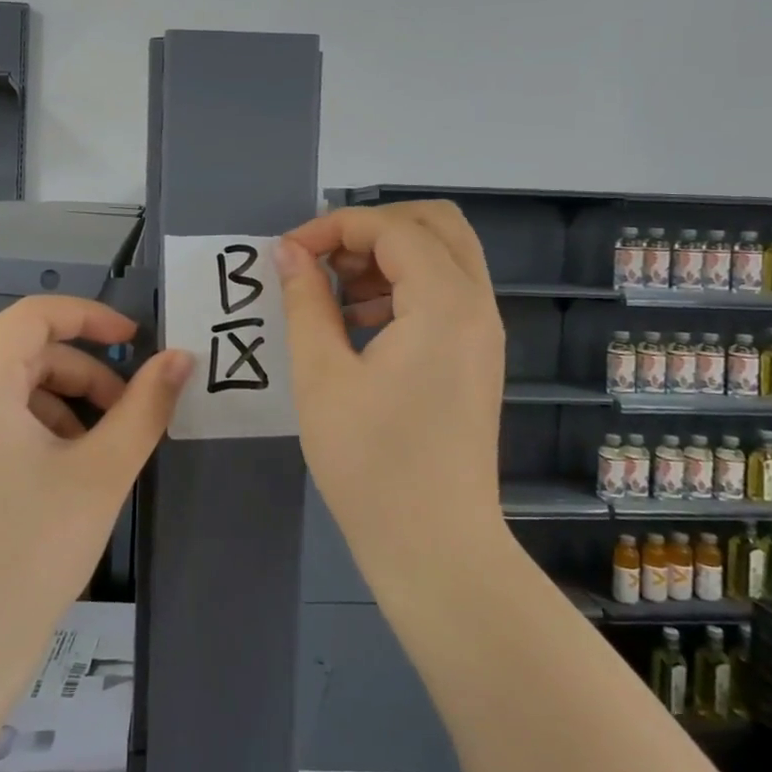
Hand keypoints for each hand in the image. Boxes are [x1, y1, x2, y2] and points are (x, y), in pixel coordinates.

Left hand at [0, 296, 190, 684]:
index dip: (89, 317)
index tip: (134, 340)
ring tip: (93, 454)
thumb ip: (146, 405)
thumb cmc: (32, 554)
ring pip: (4, 390)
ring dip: (57, 403)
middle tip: (123, 414)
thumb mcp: (102, 473)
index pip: (32, 316)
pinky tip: (54, 475)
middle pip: (20, 354)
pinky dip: (26, 428)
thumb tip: (181, 357)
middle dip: (81, 373)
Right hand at [275, 203, 506, 586]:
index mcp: (444, 304)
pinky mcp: (477, 356)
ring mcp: (483, 332)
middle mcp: (476, 306)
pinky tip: (359, 323)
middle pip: (435, 224)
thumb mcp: (321, 376)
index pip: (392, 228)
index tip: (287, 254)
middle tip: (324, 260)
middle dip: (372, 228)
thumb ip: (305, 301)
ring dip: (388, 255)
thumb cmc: (370, 463)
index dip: (333, 227)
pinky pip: (446, 292)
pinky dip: (404, 286)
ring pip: (444, 255)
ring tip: (335, 293)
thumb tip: (287, 251)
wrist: (435, 547)